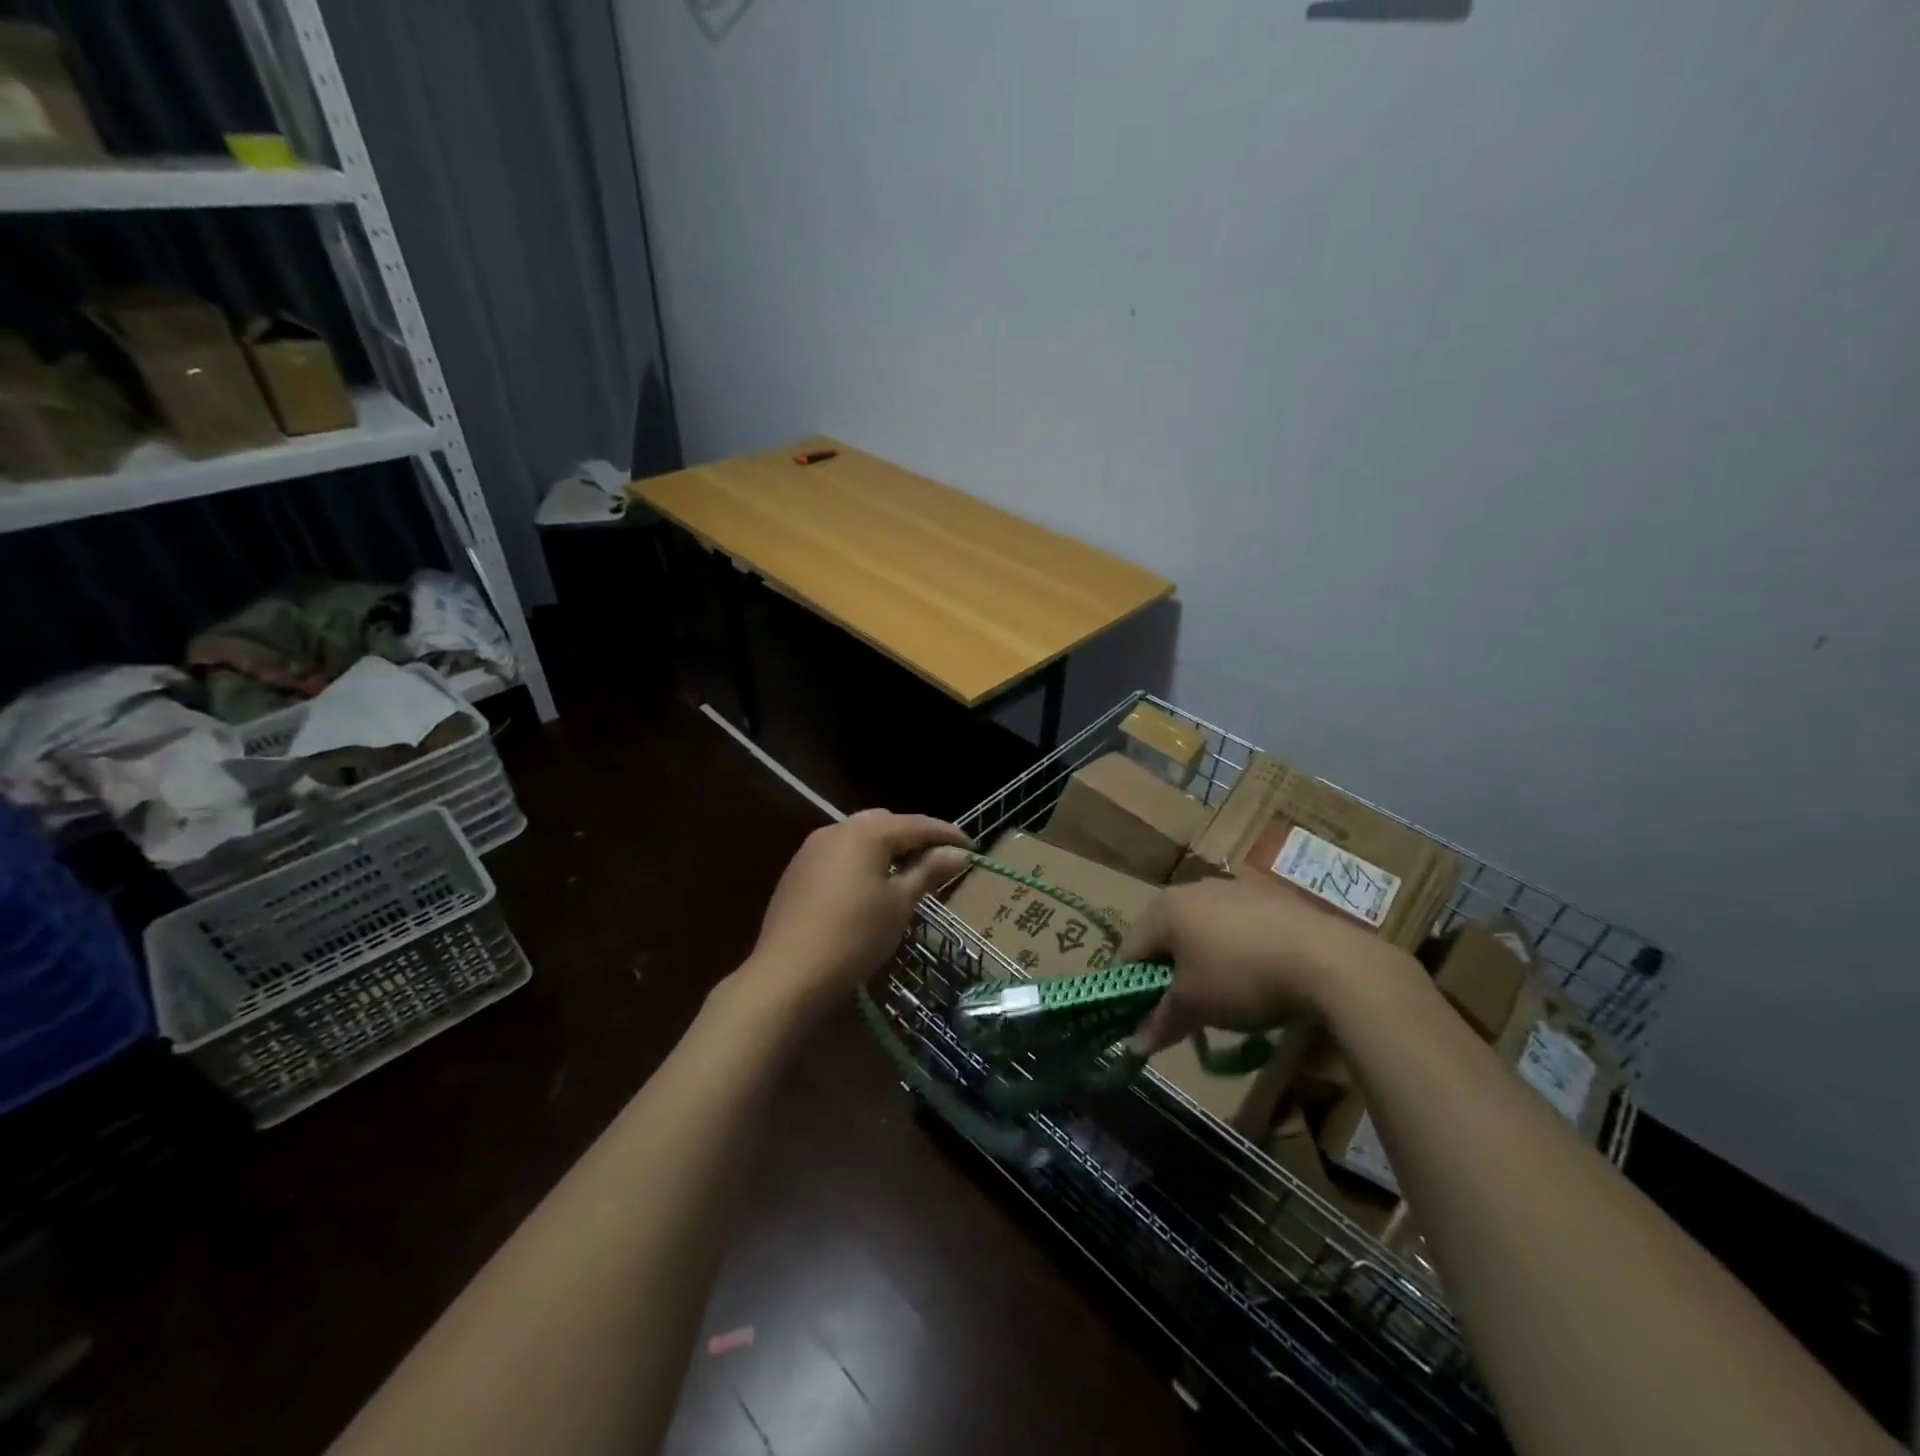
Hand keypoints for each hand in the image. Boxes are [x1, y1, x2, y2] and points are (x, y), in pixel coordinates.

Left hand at [746, 810, 972, 1012]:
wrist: (788, 973)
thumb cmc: (855, 936)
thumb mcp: (900, 903)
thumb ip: (930, 871)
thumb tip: (960, 852)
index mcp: (867, 832)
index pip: (917, 825)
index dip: (947, 834)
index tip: (973, 846)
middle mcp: (837, 829)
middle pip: (885, 823)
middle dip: (913, 837)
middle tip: (938, 859)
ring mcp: (812, 849)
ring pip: (859, 837)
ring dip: (885, 848)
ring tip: (906, 873)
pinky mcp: (797, 871)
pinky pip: (839, 854)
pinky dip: (861, 861)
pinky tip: (868, 887)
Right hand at [1119, 876, 1423, 1052]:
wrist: (1328, 960)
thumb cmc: (1243, 978)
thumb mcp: (1196, 1006)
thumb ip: (1161, 1022)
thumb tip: (1134, 1048)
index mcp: (1165, 908)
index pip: (1130, 949)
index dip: (1129, 985)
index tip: (1140, 1016)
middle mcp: (1193, 888)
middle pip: (1165, 934)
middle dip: (1167, 971)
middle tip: (1181, 1007)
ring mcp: (1234, 887)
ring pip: (1202, 926)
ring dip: (1201, 957)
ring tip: (1221, 994)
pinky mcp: (1270, 896)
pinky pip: (1237, 923)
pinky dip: (1235, 947)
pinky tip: (1256, 974)